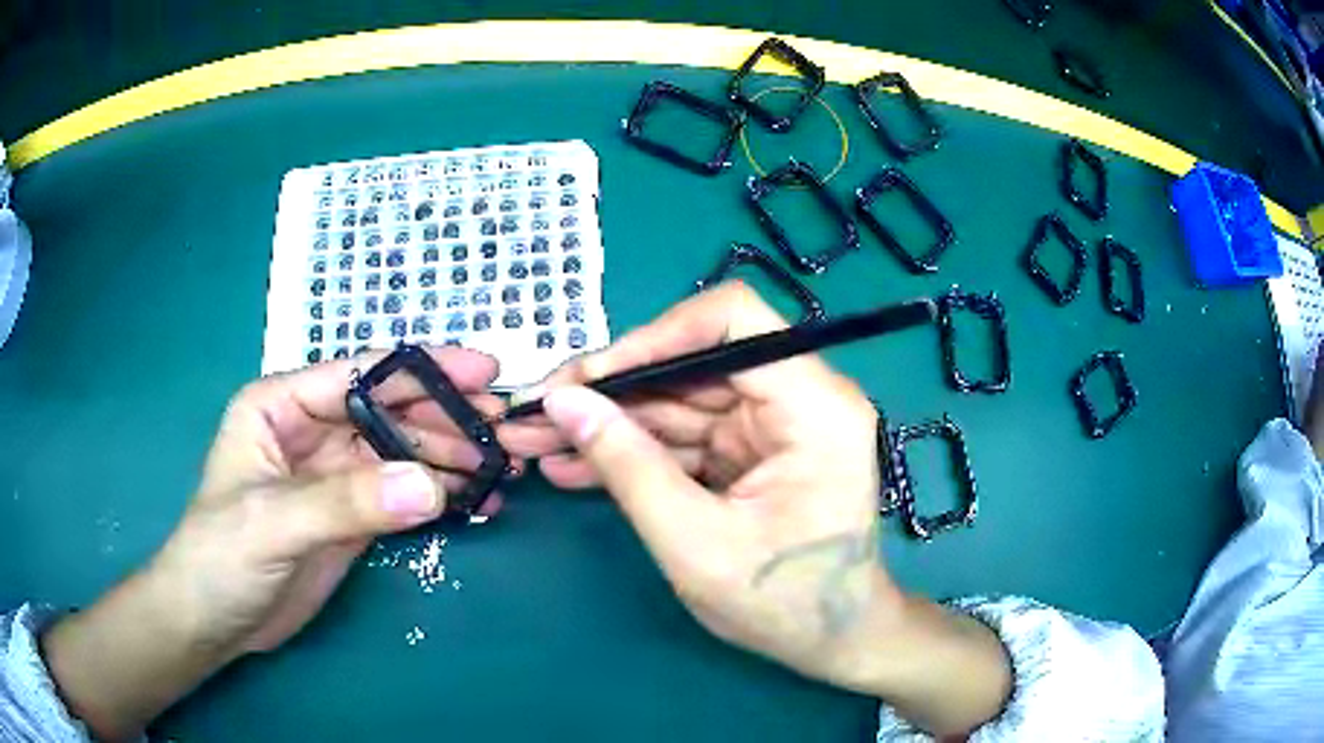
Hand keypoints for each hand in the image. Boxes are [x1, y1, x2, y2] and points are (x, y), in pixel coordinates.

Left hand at [43, 347, 508, 740]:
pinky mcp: (351, 515)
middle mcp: (311, 430)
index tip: (483, 373)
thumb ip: (345, 502)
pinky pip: (403, 495)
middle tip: (502, 433)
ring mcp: (334, 474)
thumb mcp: (272, 524)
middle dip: (445, 418)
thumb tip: (431, 485)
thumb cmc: (221, 557)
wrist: (216, 621)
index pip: (358, 374)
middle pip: (389, 411)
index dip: (421, 370)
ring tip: (500, 471)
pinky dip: (439, 497)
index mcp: (281, 405)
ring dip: (449, 459)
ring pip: (402, 452)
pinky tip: (473, 503)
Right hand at [503, 283, 1010, 735]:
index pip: (732, 322)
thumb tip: (564, 402)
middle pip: (693, 363)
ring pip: (678, 401)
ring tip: (535, 442)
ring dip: (608, 423)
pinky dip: (632, 452)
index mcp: (813, 406)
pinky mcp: (750, 453)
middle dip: (609, 391)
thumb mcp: (696, 544)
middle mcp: (799, 399)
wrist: (832, 643)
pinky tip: (574, 468)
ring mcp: (772, 426)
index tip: (587, 377)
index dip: (653, 337)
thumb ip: (628, 467)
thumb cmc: (783, 605)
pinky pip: (684, 437)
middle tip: (535, 413)